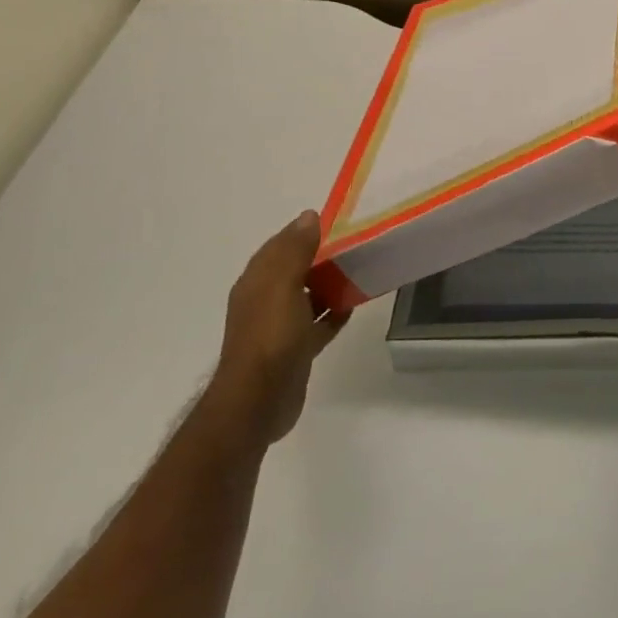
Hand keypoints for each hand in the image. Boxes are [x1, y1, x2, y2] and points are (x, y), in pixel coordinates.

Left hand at [211, 210, 341, 444]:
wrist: (259, 401)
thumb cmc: (270, 337)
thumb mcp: (282, 285)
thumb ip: (295, 250)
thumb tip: (308, 216)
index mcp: (257, 281)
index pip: (280, 246)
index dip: (303, 232)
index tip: (337, 222)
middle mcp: (265, 300)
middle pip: (295, 270)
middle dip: (320, 257)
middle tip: (356, 245)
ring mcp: (280, 327)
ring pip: (308, 296)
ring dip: (329, 284)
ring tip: (359, 271)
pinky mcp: (296, 350)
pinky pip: (317, 323)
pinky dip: (333, 313)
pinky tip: (352, 306)